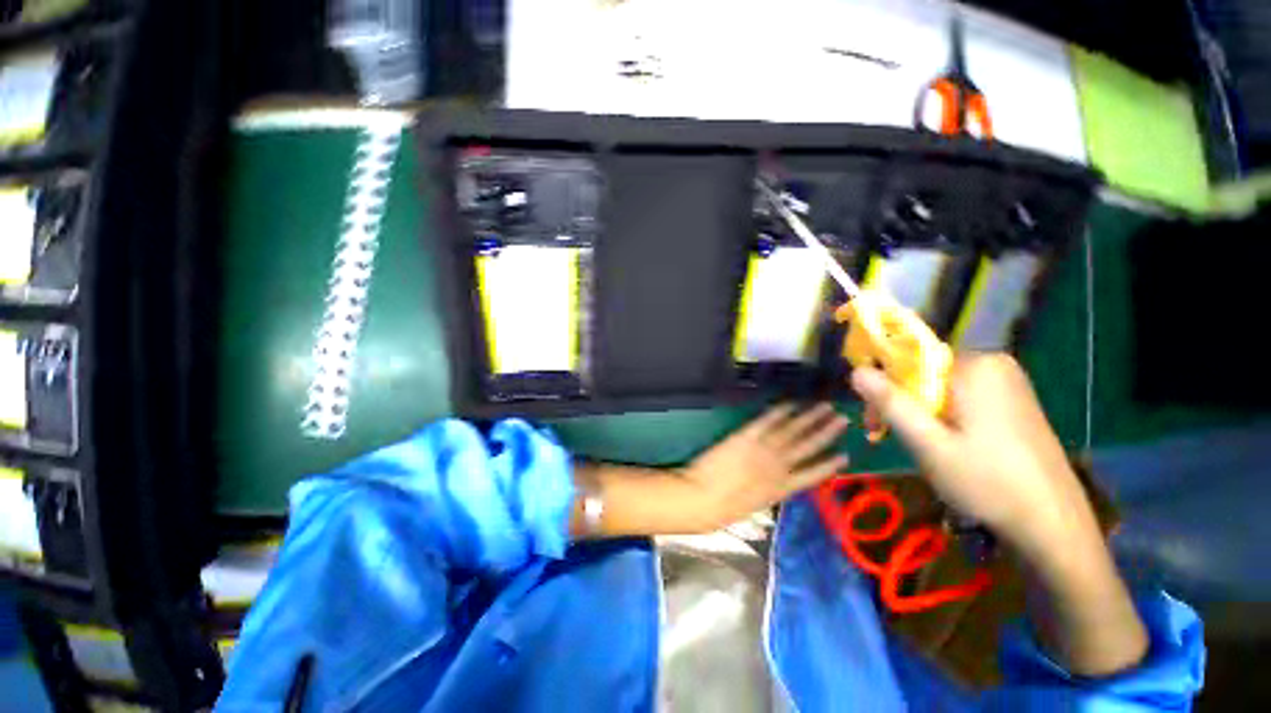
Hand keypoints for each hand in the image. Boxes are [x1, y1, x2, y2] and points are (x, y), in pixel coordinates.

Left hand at [677, 403, 849, 532]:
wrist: (702, 498)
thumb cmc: (723, 509)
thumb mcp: (753, 507)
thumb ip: (768, 491)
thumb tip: (776, 483)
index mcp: (782, 489)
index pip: (812, 475)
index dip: (829, 465)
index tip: (845, 456)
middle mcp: (778, 467)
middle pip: (808, 446)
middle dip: (826, 432)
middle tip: (843, 418)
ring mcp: (763, 449)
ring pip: (792, 430)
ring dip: (810, 417)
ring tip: (826, 406)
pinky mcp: (746, 437)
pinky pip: (766, 421)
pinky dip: (779, 411)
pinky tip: (791, 403)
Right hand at [853, 354, 1148, 676]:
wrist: (1054, 524)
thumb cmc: (988, 482)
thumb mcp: (929, 444)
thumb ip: (891, 403)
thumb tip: (855, 370)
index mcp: (976, 365)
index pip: (907, 359)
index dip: (883, 386)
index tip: (875, 421)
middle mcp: (993, 364)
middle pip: (923, 373)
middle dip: (900, 403)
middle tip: (888, 437)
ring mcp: (1006, 382)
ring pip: (939, 387)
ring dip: (919, 413)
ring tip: (919, 448)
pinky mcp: (1012, 401)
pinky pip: (960, 397)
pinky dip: (942, 417)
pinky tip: (945, 445)